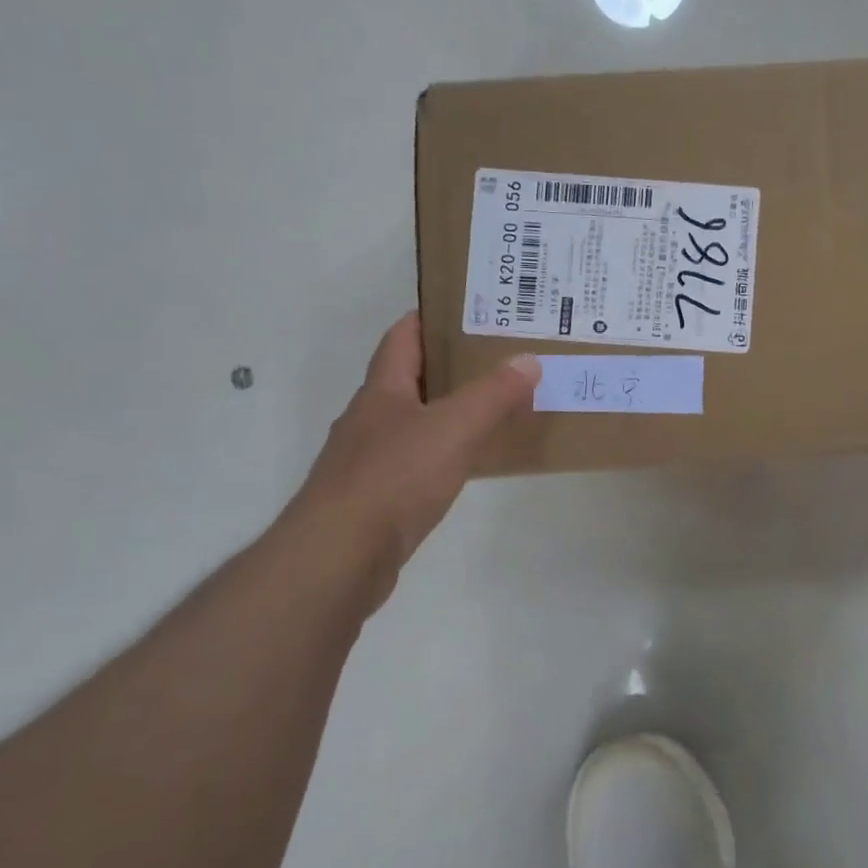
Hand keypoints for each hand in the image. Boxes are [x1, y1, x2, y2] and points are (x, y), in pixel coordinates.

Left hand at [277, 314, 539, 616]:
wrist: (339, 558)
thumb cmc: (394, 478)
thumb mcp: (453, 428)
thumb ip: (493, 394)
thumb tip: (528, 360)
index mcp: (382, 392)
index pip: (402, 338)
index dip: (429, 318)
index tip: (466, 309)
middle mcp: (370, 419)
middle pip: (409, 379)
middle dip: (449, 365)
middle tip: (498, 357)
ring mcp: (368, 461)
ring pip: (413, 422)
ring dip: (447, 411)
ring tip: (493, 405)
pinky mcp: (374, 498)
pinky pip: (415, 462)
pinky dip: (443, 453)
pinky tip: (468, 462)